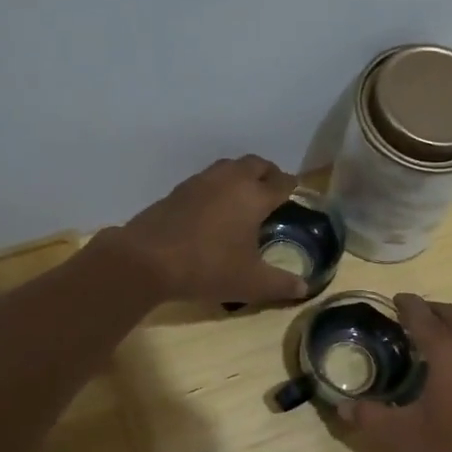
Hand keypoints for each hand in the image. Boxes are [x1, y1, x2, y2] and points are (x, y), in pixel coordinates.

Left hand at [104, 155, 309, 305]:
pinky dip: (218, 186)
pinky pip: (206, 179)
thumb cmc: (208, 267)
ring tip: (245, 196)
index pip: (281, 182)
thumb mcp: (250, 283)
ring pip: (229, 167)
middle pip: (256, 164)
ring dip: (241, 175)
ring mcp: (200, 182)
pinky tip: (214, 207)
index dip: (292, 187)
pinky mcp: (178, 191)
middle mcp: (230, 180)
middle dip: (268, 173)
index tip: (296, 192)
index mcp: (253, 196)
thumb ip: (281, 284)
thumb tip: (304, 287)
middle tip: (273, 189)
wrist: (147, 260)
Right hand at [336, 294, 451, 451]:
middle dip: (430, 310)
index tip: (393, 301)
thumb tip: (342, 407)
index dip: (406, 305)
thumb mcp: (405, 435)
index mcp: (449, 352)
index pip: (423, 315)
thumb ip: (371, 417)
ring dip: (449, 327)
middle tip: (408, 318)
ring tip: (428, 342)